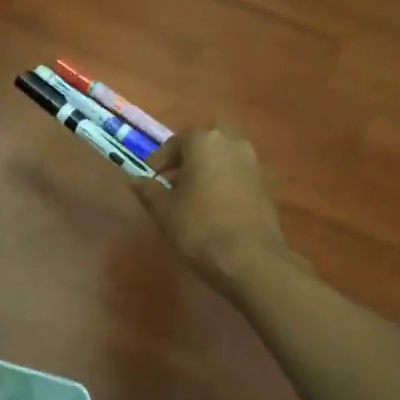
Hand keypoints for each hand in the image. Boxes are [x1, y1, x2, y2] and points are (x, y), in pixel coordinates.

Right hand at [134, 127, 302, 292]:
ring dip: (208, 167)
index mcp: (204, 142)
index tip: (150, 176)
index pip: (177, 141)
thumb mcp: (164, 210)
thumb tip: (134, 179)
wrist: (250, 258)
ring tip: (191, 194)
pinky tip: (213, 206)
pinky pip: (238, 173)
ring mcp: (253, 163)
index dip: (160, 159)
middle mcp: (232, 144)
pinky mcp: (266, 185)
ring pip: (225, 156)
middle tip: (174, 178)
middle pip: (206, 141)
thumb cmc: (199, 227)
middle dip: (189, 155)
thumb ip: (148, 190)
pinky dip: (224, 181)